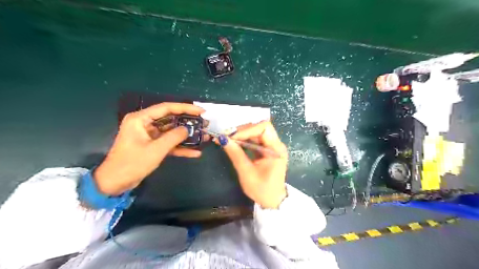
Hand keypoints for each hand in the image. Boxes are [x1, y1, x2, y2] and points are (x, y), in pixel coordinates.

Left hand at [94, 102, 204, 194]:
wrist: (115, 183)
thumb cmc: (132, 164)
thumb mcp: (155, 150)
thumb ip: (174, 137)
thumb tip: (187, 129)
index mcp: (141, 119)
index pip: (167, 108)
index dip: (186, 108)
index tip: (201, 111)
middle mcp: (145, 124)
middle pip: (171, 119)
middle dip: (188, 122)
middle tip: (204, 124)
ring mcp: (149, 135)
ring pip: (171, 132)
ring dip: (186, 136)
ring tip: (203, 137)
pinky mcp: (152, 145)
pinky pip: (168, 143)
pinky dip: (180, 148)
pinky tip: (194, 153)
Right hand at [220, 121, 286, 208]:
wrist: (273, 201)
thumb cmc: (262, 190)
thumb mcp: (247, 173)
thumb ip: (236, 154)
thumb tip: (223, 139)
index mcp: (276, 149)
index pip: (264, 128)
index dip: (247, 129)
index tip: (232, 137)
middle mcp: (276, 144)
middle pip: (260, 128)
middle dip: (242, 131)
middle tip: (227, 137)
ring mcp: (272, 147)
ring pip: (256, 133)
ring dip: (242, 135)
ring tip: (227, 139)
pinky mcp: (267, 150)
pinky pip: (255, 140)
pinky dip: (244, 140)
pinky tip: (234, 143)